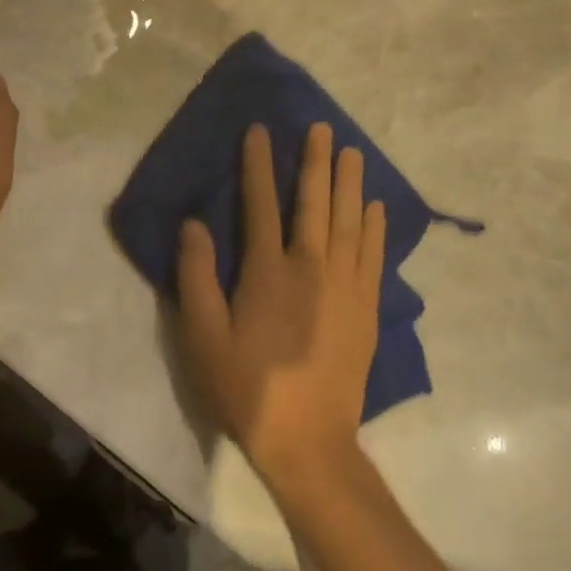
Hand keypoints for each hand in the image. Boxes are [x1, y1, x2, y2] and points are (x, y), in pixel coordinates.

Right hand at [176, 122, 385, 488]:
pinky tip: (375, 207)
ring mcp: (346, 288)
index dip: (258, 164)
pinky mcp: (366, 310)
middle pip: (315, 203)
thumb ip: (197, 275)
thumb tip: (194, 223)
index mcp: (268, 271)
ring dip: (350, 184)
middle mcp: (312, 268)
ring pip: (350, 222)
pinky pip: (374, 256)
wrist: (308, 442)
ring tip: (353, 152)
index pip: (261, 204)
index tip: (259, 131)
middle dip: (316, 162)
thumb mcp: (203, 335)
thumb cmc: (246, 386)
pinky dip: (375, 226)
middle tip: (323, 128)